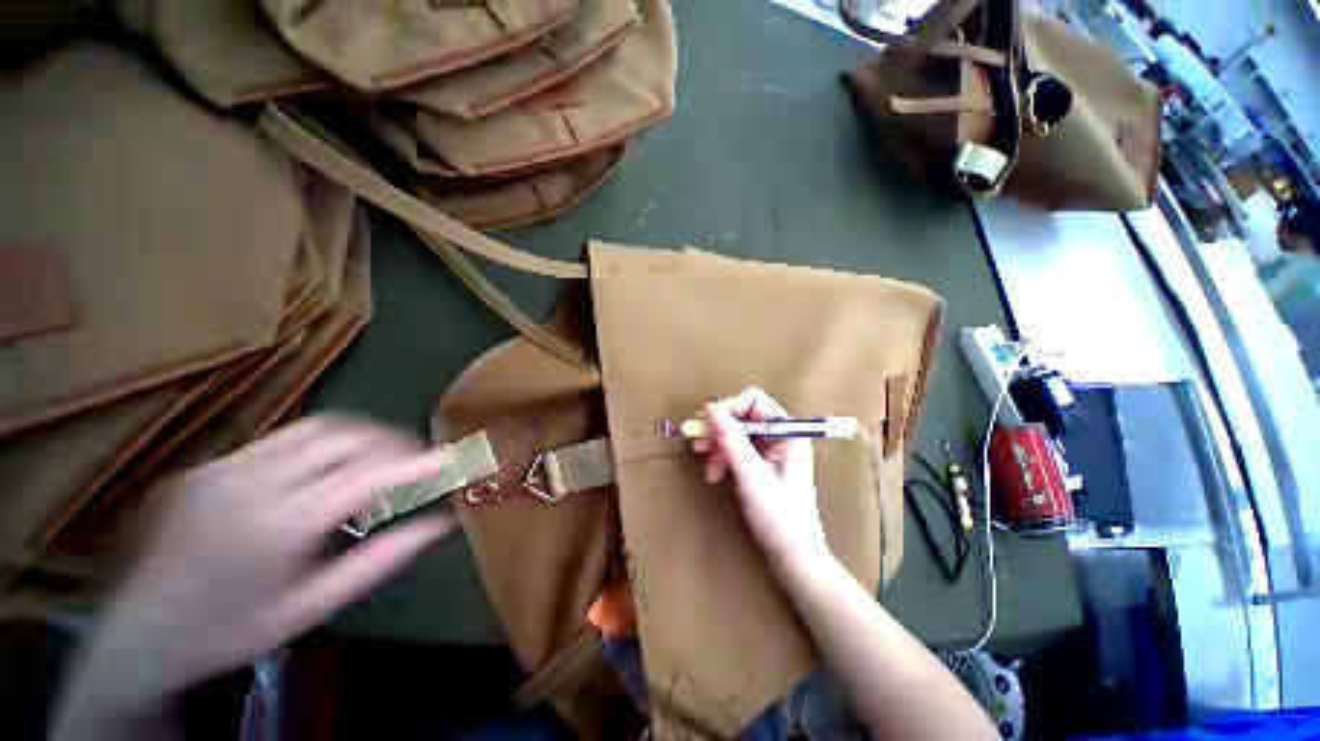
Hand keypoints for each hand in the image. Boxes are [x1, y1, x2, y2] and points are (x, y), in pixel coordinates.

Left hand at [92, 416, 455, 697]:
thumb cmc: (232, 631)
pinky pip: (285, 439)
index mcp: (278, 527)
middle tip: (419, 462)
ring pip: (316, 427)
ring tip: (384, 458)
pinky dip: (327, 444)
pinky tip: (332, 468)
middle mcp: (250, 484)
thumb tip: (440, 524)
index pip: (366, 474)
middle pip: (344, 436)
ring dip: (364, 435)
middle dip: (394, 442)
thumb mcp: (312, 607)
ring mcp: (225, 467)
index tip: (453, 457)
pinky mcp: (211, 464)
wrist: (139, 632)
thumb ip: (381, 560)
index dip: (417, 461)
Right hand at [692, 387, 830, 571]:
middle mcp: (780, 435)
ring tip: (708, 468)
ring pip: (736, 432)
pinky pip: (738, 448)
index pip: (753, 399)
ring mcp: (772, 449)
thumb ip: (731, 439)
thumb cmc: (778, 516)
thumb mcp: (750, 475)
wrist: (795, 557)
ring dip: (718, 445)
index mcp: (787, 431)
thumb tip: (709, 408)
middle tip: (698, 446)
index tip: (705, 424)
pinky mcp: (763, 463)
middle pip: (742, 415)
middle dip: (719, 429)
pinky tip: (715, 474)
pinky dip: (723, 457)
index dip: (728, 407)